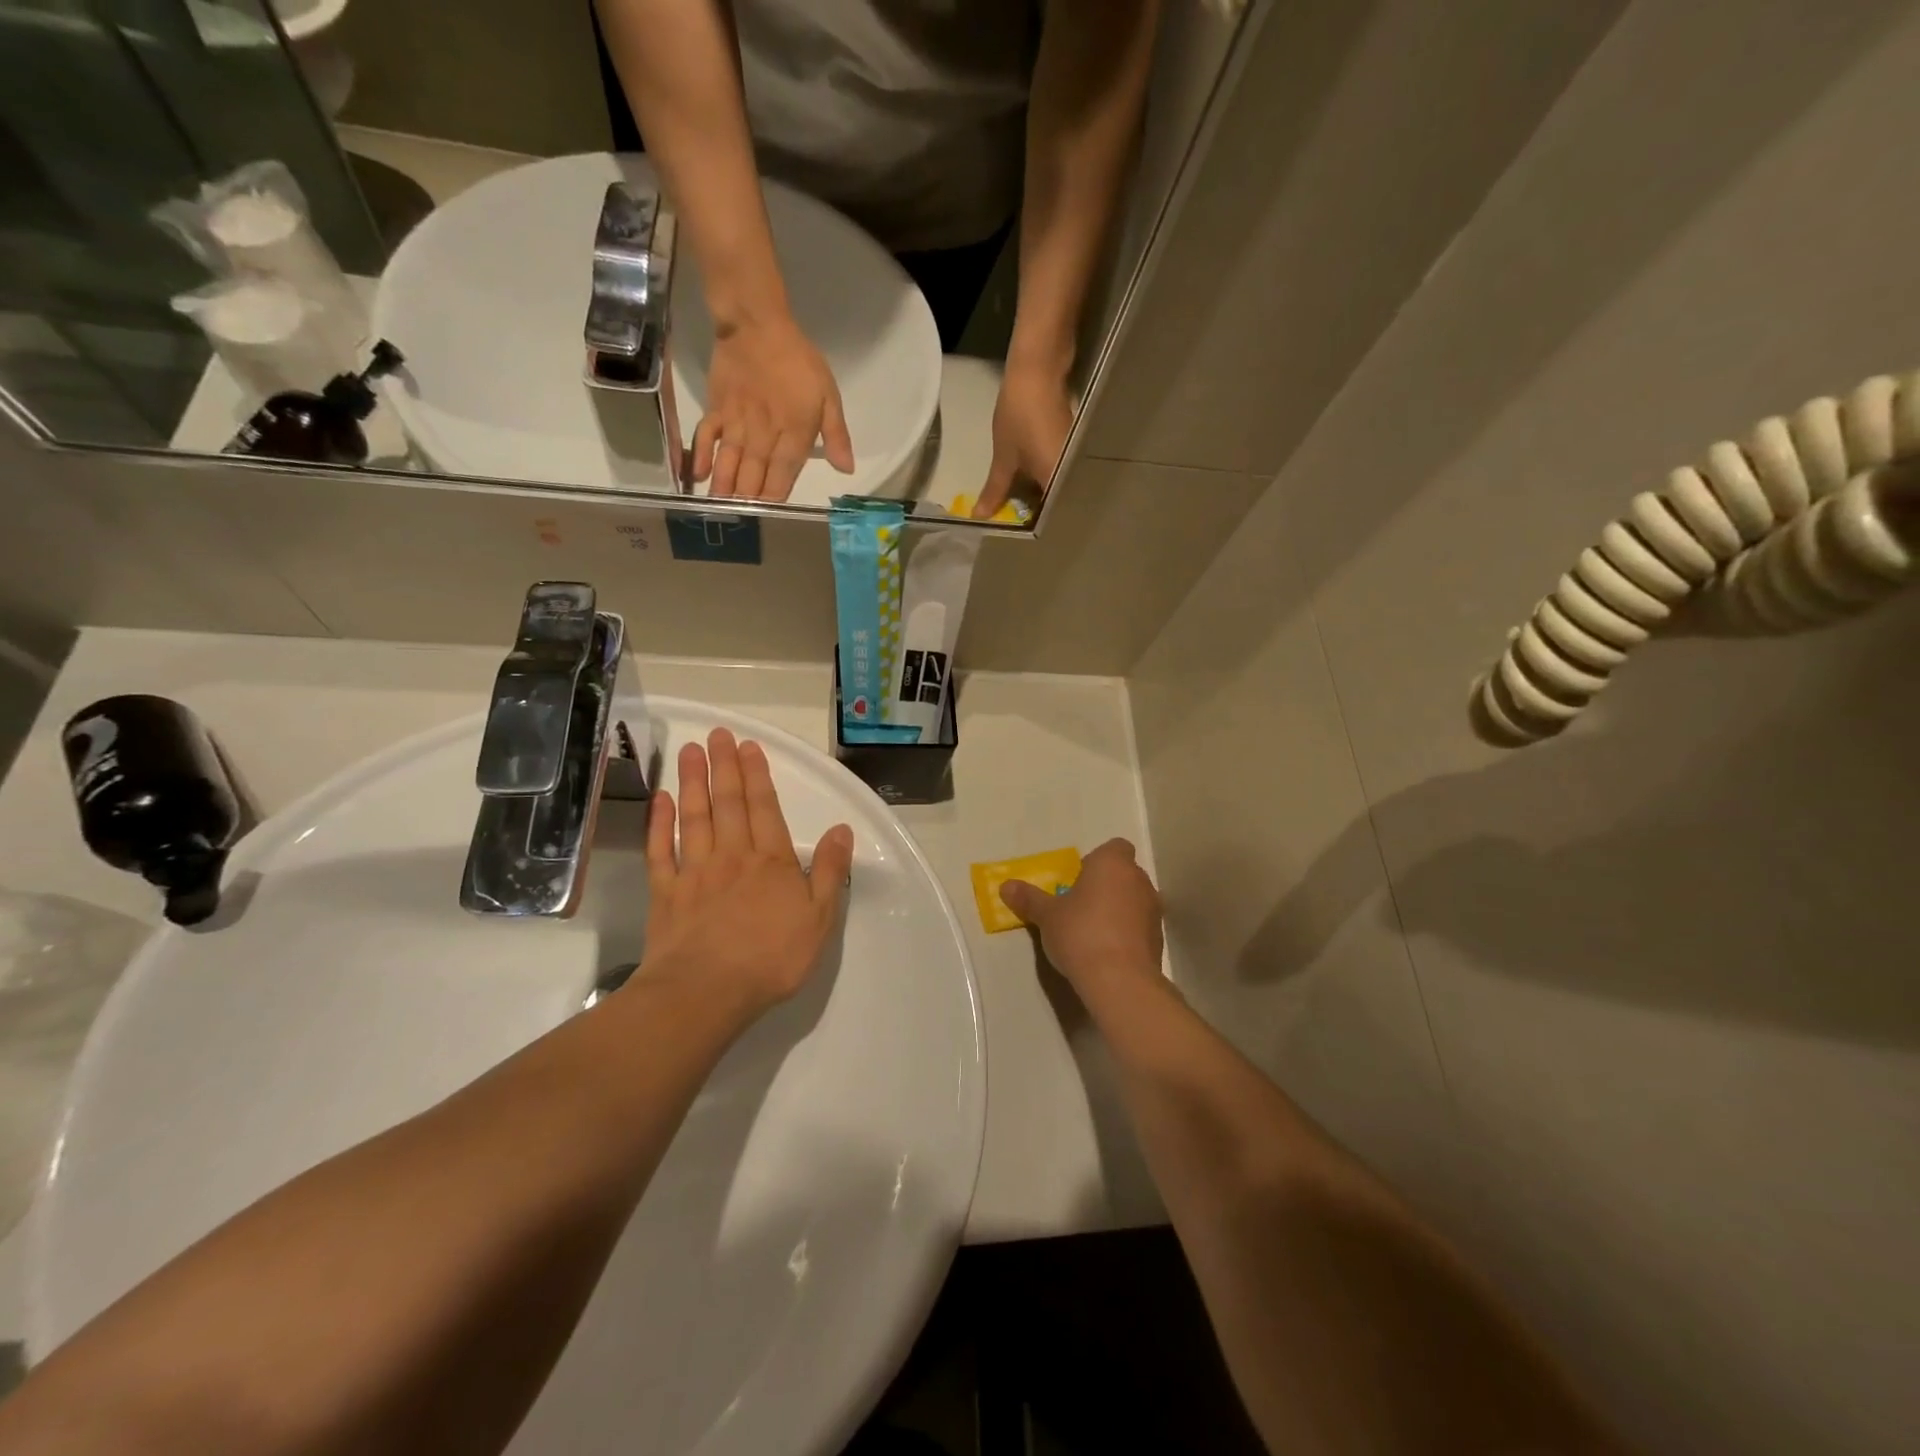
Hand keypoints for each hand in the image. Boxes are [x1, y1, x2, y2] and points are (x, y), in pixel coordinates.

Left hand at [637, 728, 855, 1025]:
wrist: (706, 992)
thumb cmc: (771, 958)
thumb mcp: (820, 918)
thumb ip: (831, 871)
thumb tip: (842, 829)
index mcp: (771, 861)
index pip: (764, 808)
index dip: (757, 775)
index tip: (748, 746)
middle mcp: (732, 856)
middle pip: (728, 803)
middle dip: (724, 766)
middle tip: (717, 734)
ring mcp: (694, 872)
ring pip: (694, 817)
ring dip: (693, 782)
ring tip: (690, 751)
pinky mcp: (666, 893)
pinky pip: (660, 850)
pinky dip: (659, 823)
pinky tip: (660, 800)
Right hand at [693, 313, 854, 499]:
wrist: (756, 323)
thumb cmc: (798, 360)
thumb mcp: (828, 394)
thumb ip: (836, 434)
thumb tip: (846, 469)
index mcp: (793, 432)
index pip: (784, 473)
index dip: (776, 495)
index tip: (771, 514)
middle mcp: (763, 433)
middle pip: (754, 473)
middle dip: (749, 498)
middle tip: (743, 520)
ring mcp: (737, 422)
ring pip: (731, 461)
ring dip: (726, 487)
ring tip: (720, 508)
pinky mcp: (717, 408)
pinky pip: (707, 435)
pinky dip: (701, 455)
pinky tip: (698, 475)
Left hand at [975, 358, 1074, 519]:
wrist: (1039, 367)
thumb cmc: (1020, 414)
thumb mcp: (1004, 457)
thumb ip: (995, 490)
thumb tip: (980, 516)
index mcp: (1059, 482)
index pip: (1050, 519)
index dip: (1033, 528)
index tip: (1015, 534)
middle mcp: (1074, 475)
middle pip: (1057, 505)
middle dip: (1035, 513)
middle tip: (1012, 519)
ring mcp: (1076, 461)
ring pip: (1058, 490)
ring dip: (1039, 497)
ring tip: (1017, 505)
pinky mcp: (1074, 448)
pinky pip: (1059, 474)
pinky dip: (1044, 481)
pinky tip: (1029, 483)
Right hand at [1000, 838, 1163, 1003]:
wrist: (1120, 981)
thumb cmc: (1081, 934)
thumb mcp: (1047, 916)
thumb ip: (1029, 898)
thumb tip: (1005, 886)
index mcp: (1113, 864)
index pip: (1114, 848)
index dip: (1096, 862)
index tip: (1078, 882)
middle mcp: (1139, 880)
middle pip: (1123, 874)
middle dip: (1104, 887)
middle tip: (1079, 908)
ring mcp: (1153, 910)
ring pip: (1133, 901)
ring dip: (1117, 910)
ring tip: (1092, 933)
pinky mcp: (1159, 939)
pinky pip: (1139, 927)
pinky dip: (1126, 933)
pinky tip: (1107, 953)